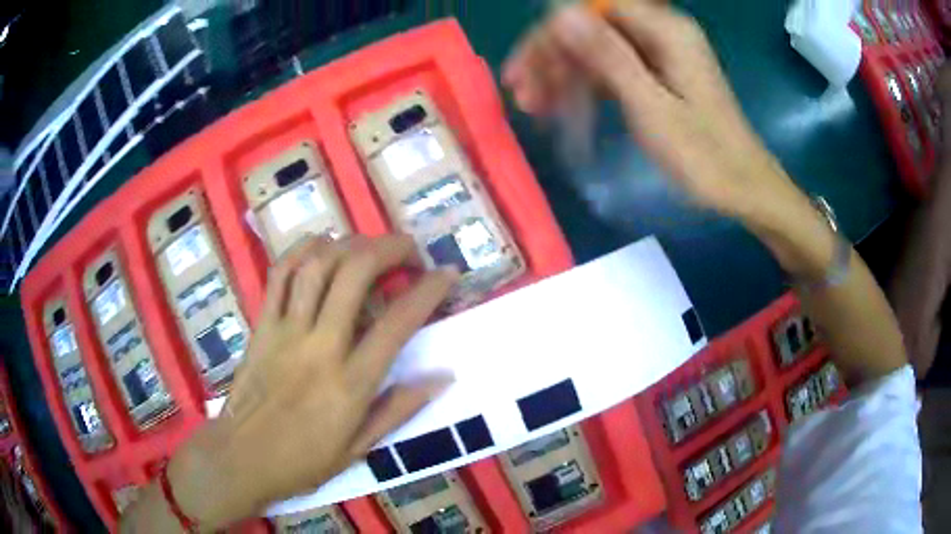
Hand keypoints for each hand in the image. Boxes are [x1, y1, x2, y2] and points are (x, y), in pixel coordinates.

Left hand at [166, 235, 457, 528]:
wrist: (242, 458)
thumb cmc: (304, 461)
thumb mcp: (360, 448)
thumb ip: (399, 408)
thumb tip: (443, 376)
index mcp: (350, 383)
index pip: (398, 323)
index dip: (429, 290)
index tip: (447, 274)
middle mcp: (320, 346)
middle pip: (355, 275)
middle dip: (389, 248)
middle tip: (408, 249)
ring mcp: (285, 331)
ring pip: (317, 265)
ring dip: (349, 243)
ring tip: (369, 245)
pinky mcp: (261, 326)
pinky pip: (279, 275)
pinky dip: (302, 250)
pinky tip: (321, 244)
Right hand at [502, 3, 801, 220]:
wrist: (745, 188)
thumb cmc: (704, 156)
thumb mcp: (652, 107)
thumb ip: (609, 56)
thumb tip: (559, 13)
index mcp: (665, 30)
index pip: (590, 10)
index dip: (550, 35)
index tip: (522, 69)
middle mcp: (661, 31)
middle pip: (591, 28)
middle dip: (553, 57)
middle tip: (521, 95)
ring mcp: (661, 53)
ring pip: (598, 49)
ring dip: (565, 73)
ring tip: (533, 107)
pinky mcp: (661, 74)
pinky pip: (614, 68)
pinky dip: (588, 85)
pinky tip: (564, 106)